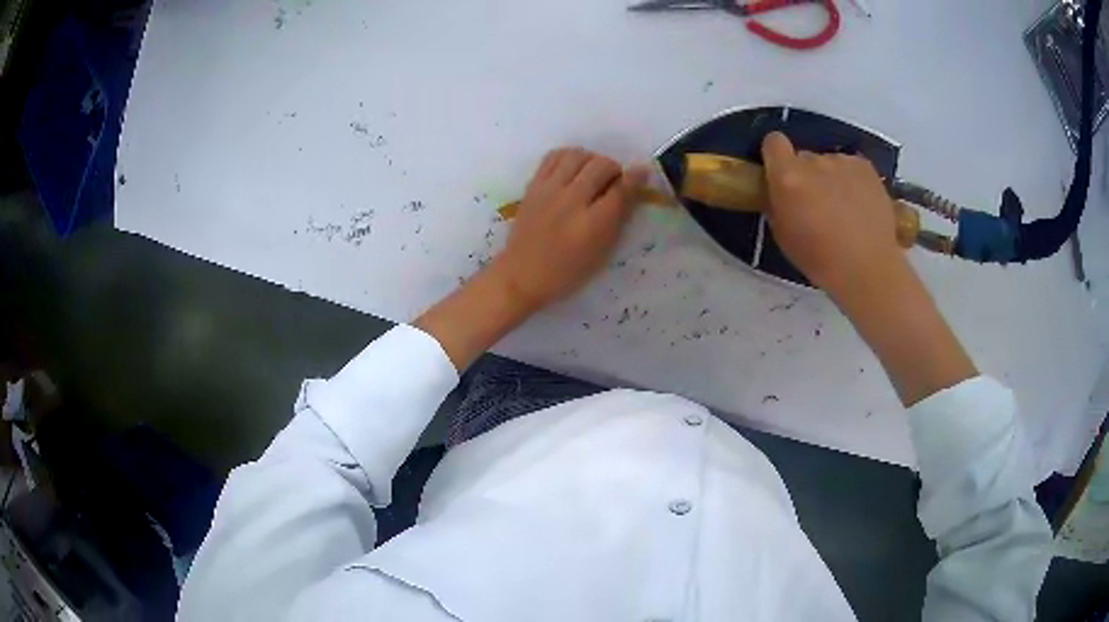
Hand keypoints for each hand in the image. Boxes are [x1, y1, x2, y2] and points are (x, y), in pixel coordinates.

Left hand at [415, 148, 644, 369]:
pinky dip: (569, 156)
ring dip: (592, 159)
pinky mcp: (533, 186)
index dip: (636, 178)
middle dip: (614, 169)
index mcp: (592, 224)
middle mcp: (571, 201)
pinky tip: (573, 169)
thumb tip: (634, 187)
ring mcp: (549, 190)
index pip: (621, 189)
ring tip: (592, 173)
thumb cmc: (567, 271)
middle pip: (601, 165)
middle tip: (614, 181)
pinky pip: (554, 156)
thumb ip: (619, 218)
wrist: (522, 275)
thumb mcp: (602, 252)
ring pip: (578, 155)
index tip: (642, 174)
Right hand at [761, 132, 904, 301]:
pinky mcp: (866, 167)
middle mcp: (814, 161)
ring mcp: (842, 162)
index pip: (773, 142)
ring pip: (829, 163)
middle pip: (803, 157)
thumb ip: (777, 204)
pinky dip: (851, 180)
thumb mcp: (784, 236)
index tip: (780, 173)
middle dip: (805, 175)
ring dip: (830, 178)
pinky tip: (859, 205)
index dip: (775, 155)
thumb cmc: (821, 260)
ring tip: (843, 209)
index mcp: (788, 177)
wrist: (869, 269)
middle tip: (815, 203)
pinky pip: (851, 167)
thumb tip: (779, 192)